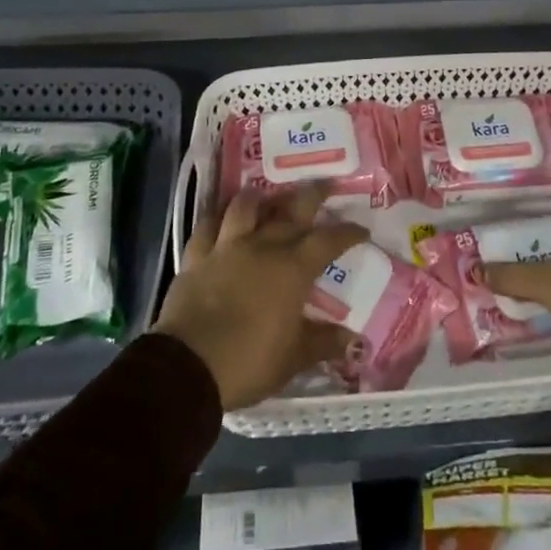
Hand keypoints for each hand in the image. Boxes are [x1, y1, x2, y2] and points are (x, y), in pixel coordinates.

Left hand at [154, 185, 367, 409]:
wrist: (189, 365)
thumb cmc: (249, 362)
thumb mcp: (293, 359)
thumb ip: (324, 343)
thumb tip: (356, 341)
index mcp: (292, 269)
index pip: (328, 241)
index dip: (347, 233)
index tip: (361, 229)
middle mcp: (263, 246)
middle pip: (292, 210)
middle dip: (312, 195)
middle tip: (325, 184)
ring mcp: (227, 246)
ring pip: (245, 207)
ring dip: (258, 198)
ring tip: (264, 194)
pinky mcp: (197, 255)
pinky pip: (207, 225)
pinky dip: (216, 217)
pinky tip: (220, 217)